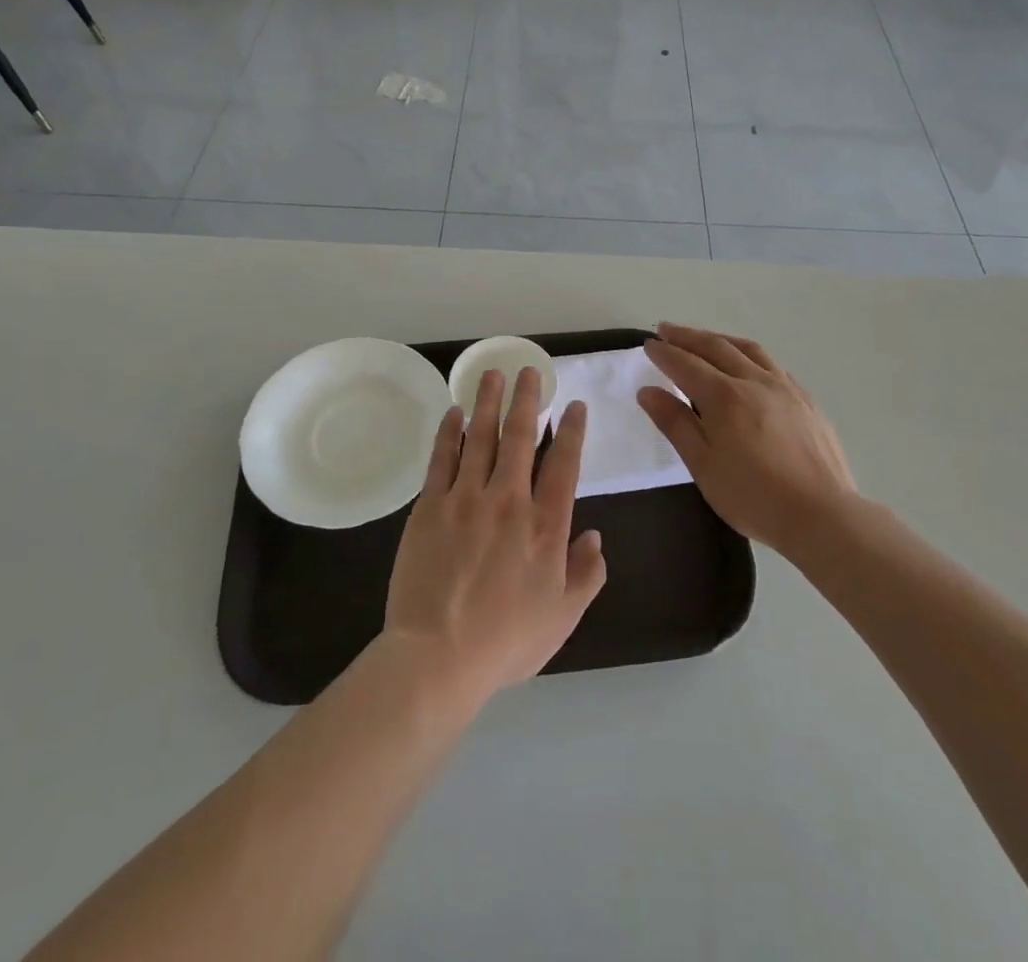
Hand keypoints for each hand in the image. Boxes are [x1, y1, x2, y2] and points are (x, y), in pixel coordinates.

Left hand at [384, 368, 607, 707]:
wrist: (437, 657)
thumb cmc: (506, 642)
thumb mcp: (563, 617)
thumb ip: (586, 574)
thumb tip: (596, 536)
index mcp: (546, 526)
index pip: (565, 464)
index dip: (572, 431)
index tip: (575, 405)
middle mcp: (509, 500)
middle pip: (521, 437)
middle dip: (527, 399)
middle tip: (528, 370)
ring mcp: (466, 499)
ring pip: (481, 437)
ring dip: (488, 402)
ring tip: (492, 374)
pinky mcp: (430, 506)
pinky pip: (442, 458)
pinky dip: (450, 432)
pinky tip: (454, 412)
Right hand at [638, 323, 858, 553]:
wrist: (822, 515)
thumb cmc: (753, 496)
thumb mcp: (703, 465)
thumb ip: (675, 424)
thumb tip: (648, 392)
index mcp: (724, 397)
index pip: (686, 364)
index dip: (665, 353)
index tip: (648, 345)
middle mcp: (753, 381)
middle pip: (715, 347)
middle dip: (687, 336)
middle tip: (666, 330)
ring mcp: (784, 387)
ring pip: (747, 349)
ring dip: (720, 339)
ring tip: (704, 338)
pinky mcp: (806, 400)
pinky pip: (772, 364)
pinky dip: (749, 354)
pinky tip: (747, 364)